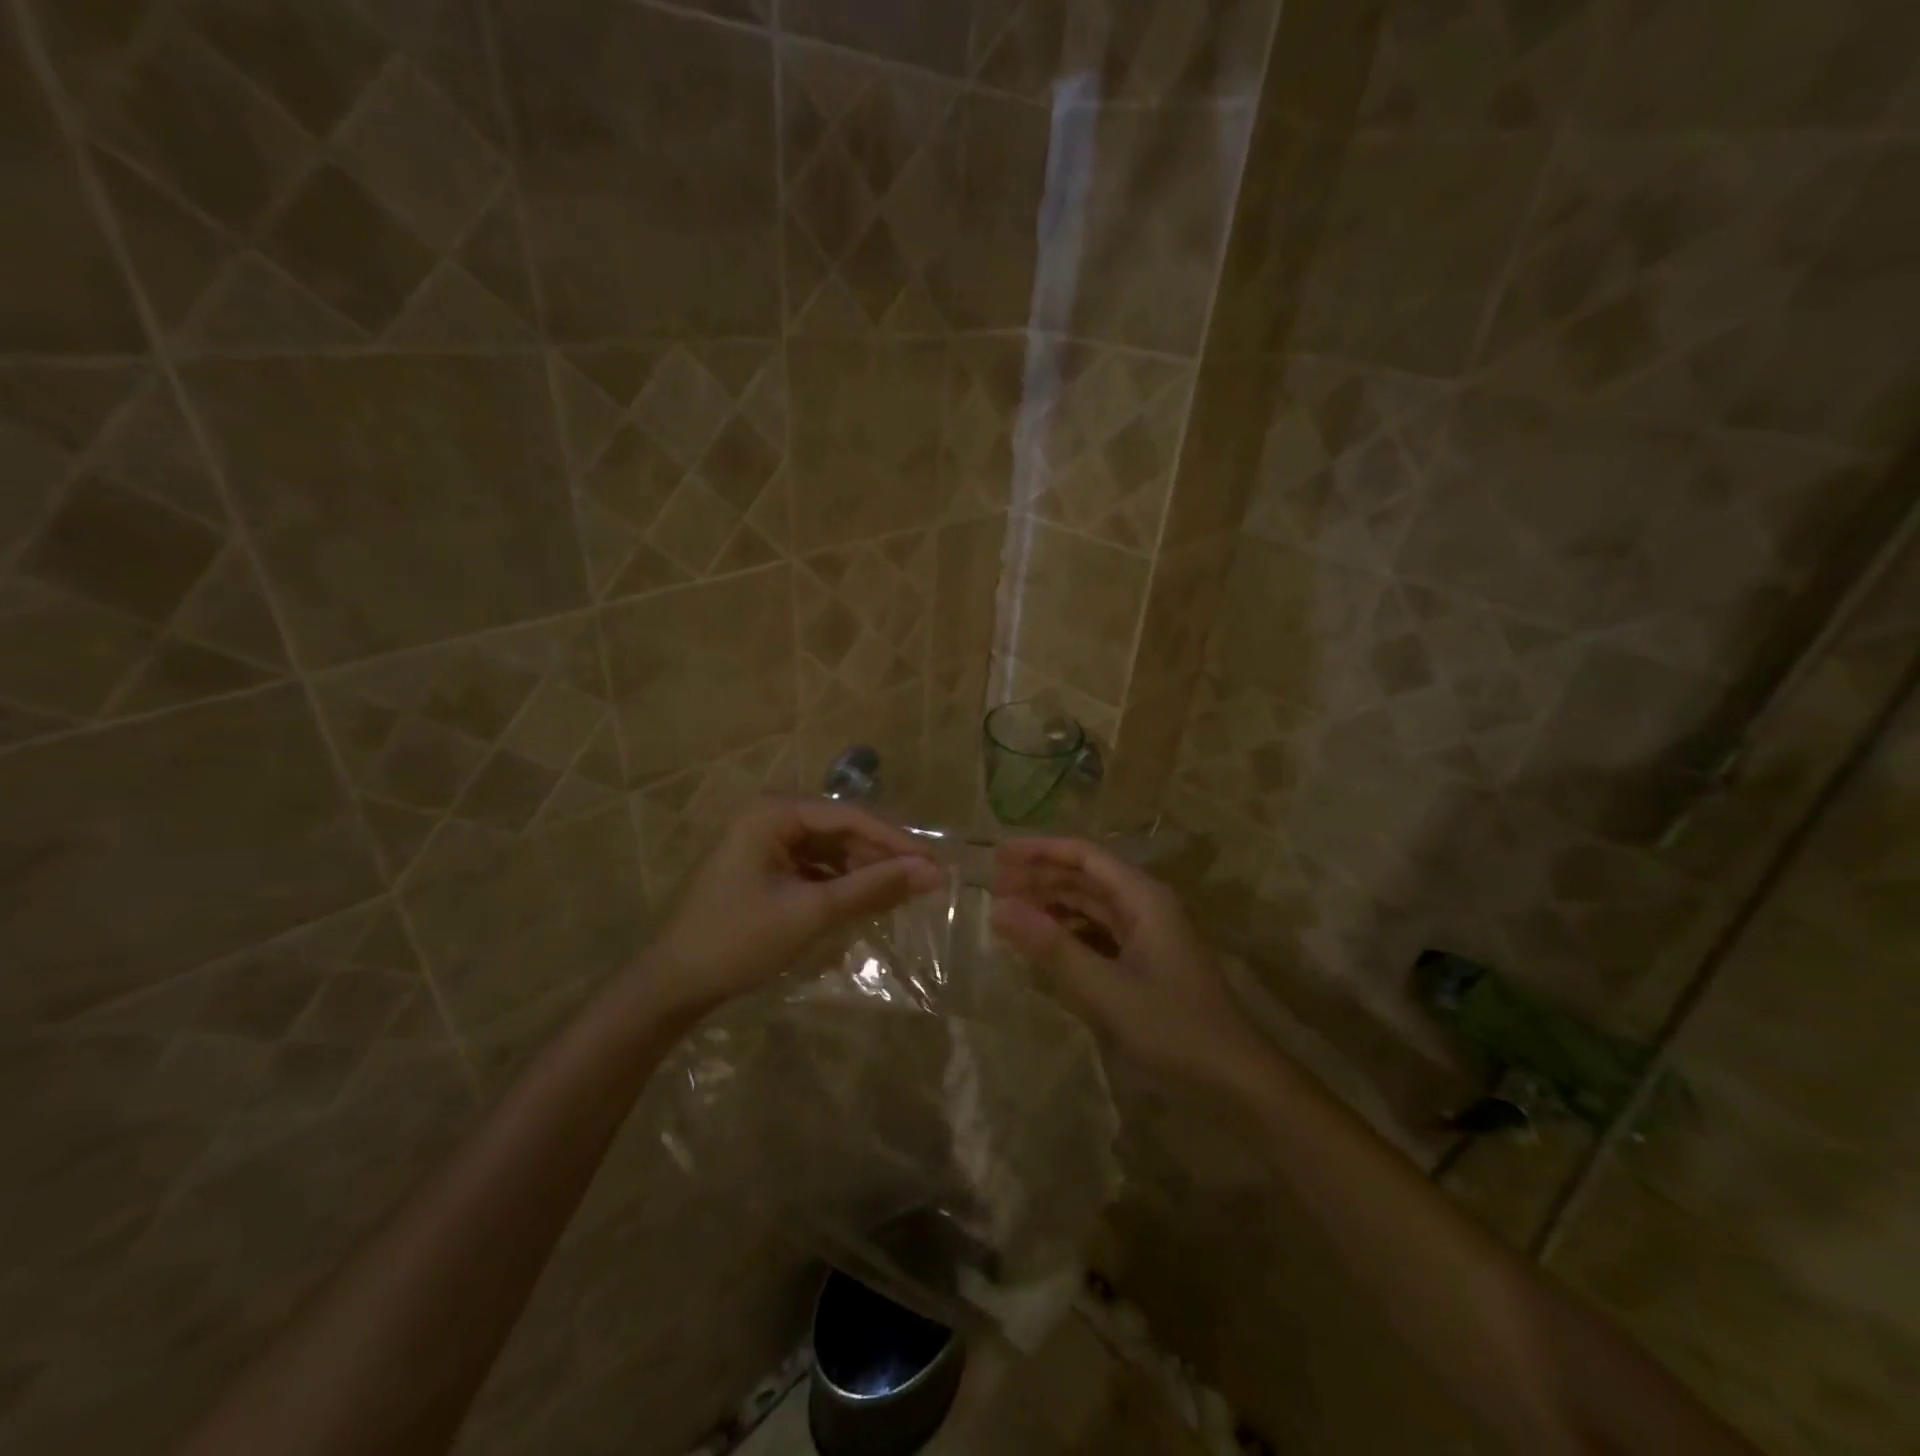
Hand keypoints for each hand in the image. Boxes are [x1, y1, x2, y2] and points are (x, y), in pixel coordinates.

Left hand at [638, 798, 943, 1016]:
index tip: (935, 862)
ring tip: (903, 893)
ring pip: (828, 850)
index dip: (895, 839)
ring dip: (863, 870)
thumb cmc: (737, 941)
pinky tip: (865, 900)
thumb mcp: (810, 912)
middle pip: (840, 830)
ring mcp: (763, 843)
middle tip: (925, 881)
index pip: (849, 816)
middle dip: (881, 856)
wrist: (670, 986)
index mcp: (772, 813)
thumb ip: (872, 888)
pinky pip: (812, 867)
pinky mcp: (762, 868)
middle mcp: (768, 817)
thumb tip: (932, 873)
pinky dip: (839, 883)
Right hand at [990, 838, 1270, 1094]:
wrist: (1236, 1081)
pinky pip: (1098, 933)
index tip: (997, 856)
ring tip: (1010, 913)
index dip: (1039, 850)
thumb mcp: (1105, 989)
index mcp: (1144, 898)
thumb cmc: (1174, 1028)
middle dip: (1040, 877)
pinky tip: (1043, 945)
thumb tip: (999, 909)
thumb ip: (1052, 948)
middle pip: (1086, 877)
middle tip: (993, 888)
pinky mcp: (1146, 961)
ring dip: (1052, 904)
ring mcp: (1148, 934)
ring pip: (1091, 905)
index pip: (1084, 855)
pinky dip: (1068, 933)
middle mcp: (1146, 905)